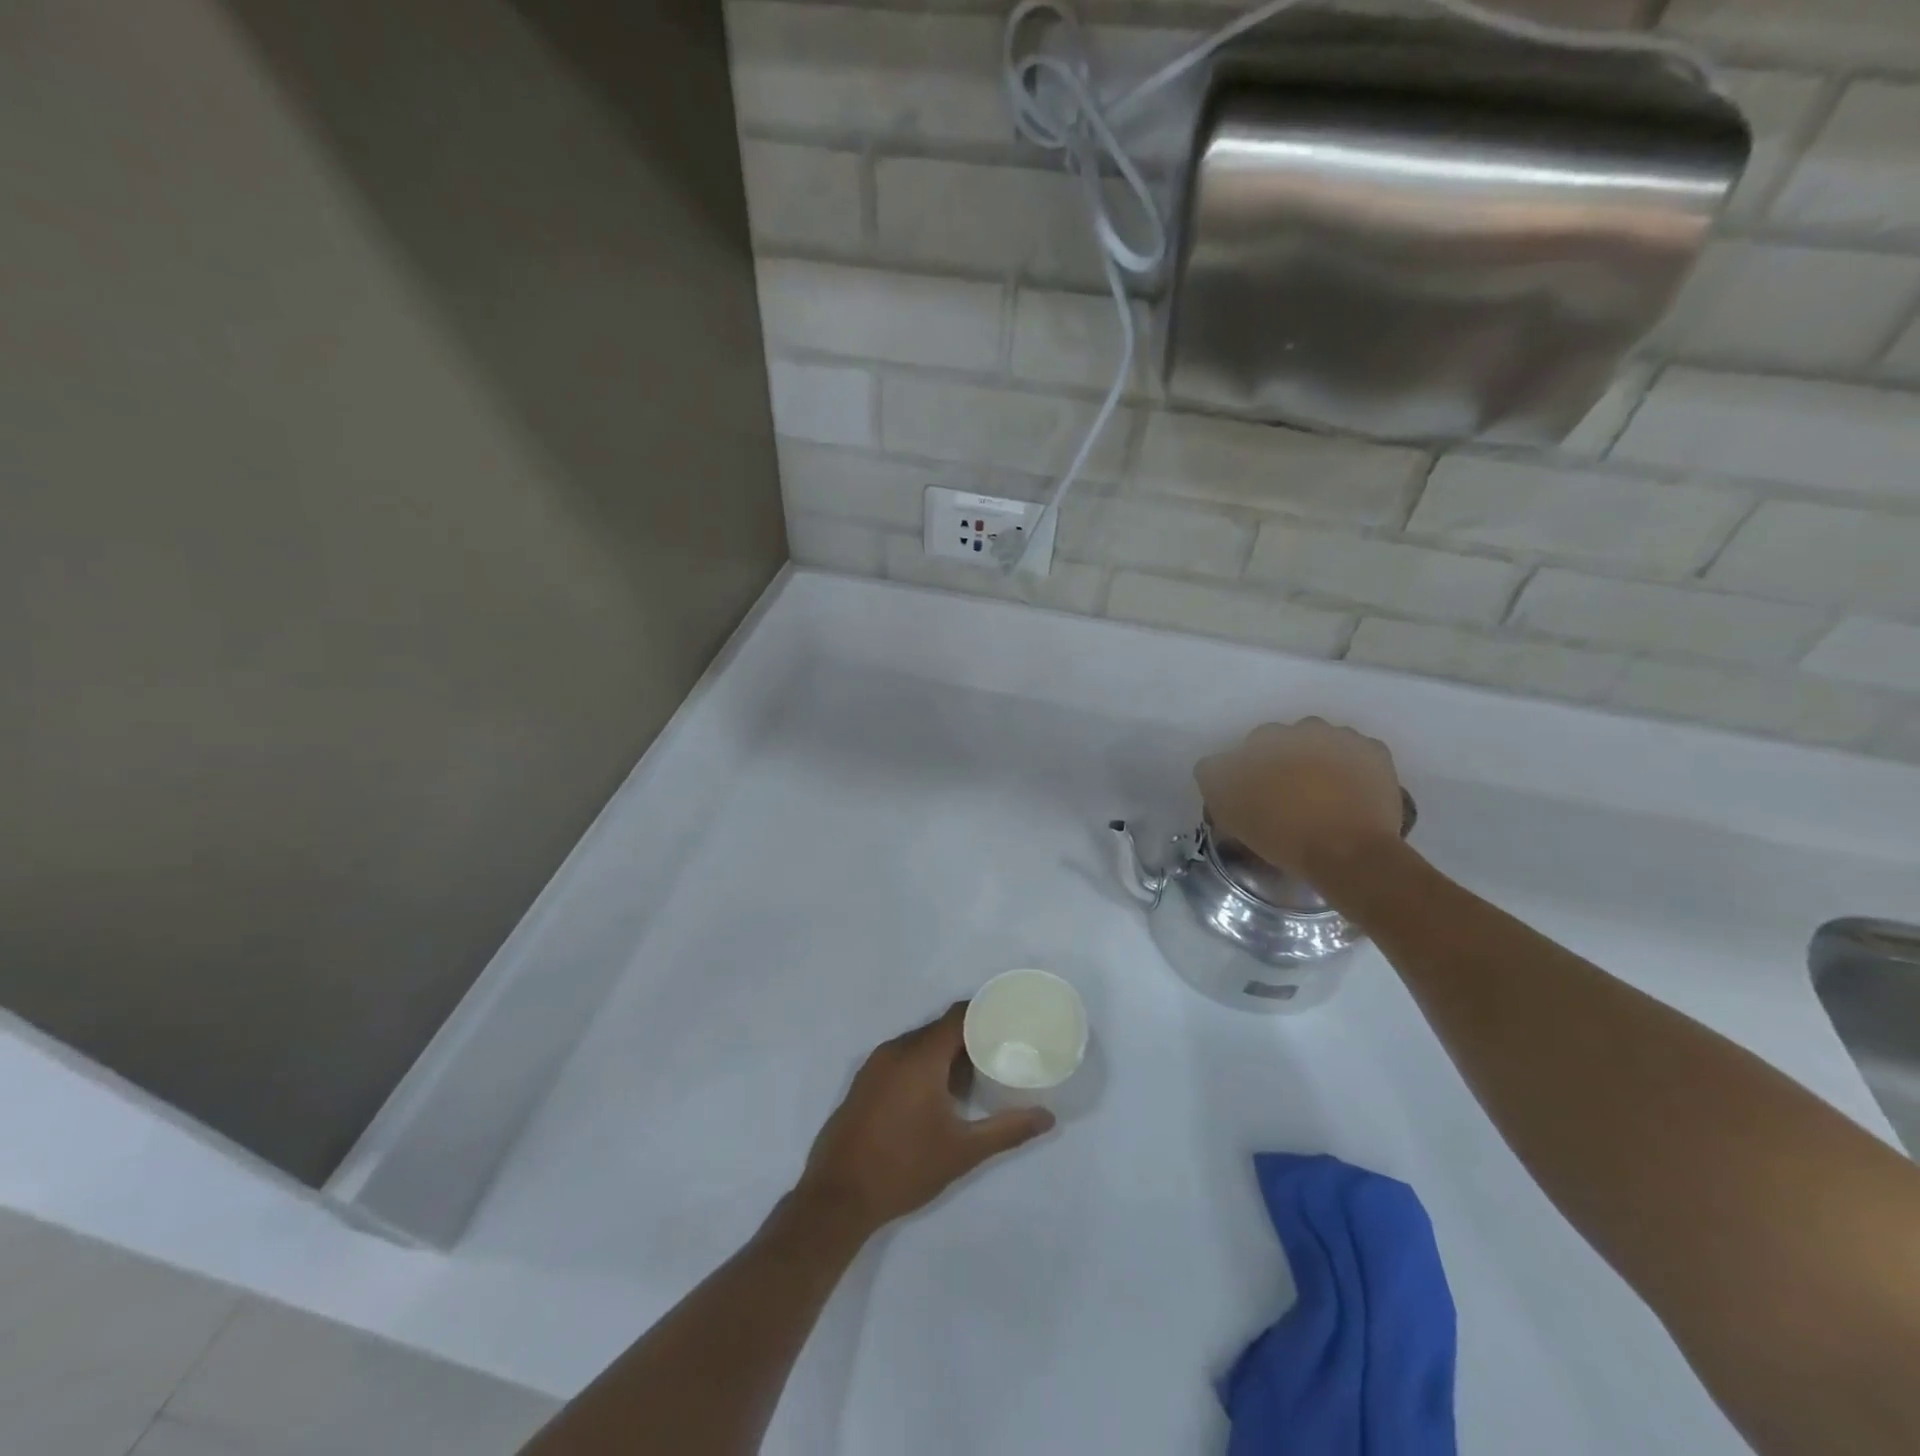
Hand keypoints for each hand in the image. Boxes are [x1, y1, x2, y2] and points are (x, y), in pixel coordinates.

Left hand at [795, 1004, 1054, 1238]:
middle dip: (969, 1035)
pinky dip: (923, 1063)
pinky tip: (939, 1092)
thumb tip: (1047, 1118)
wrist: (837, 1197)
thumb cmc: (904, 1168)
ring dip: (946, 1052)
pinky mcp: (864, 1081)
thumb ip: (1006, 1130)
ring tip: (975, 1072)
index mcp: (921, 1057)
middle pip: (940, 1028)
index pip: (959, 1016)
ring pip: (919, 1043)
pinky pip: (901, 1057)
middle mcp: (896, 1050)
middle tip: (1000, 1050)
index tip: (1011, 1020)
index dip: (986, 1012)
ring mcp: (875, 1064)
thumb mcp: (963, 1152)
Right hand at [1195, 718, 1403, 883]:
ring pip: (1322, 742)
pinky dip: (1352, 768)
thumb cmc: (1281, 834)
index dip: (1251, 772)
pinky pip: (1357, 754)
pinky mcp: (1375, 751)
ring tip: (1323, 797)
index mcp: (1261, 740)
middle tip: (1289, 796)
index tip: (1256, 797)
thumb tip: (1218, 766)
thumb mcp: (1227, 811)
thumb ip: (1215, 778)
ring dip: (1319, 760)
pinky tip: (1350, 794)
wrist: (1347, 852)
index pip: (1248, 748)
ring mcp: (1341, 736)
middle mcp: (1299, 728)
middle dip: (1285, 761)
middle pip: (1286, 740)